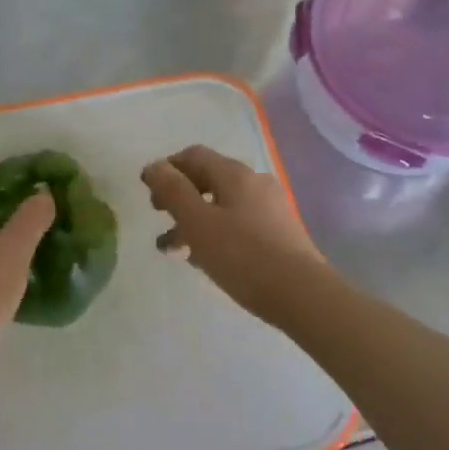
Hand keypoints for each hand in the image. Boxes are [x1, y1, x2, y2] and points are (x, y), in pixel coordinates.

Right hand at [141, 146, 322, 321]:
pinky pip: (238, 224)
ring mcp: (270, 209)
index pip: (194, 156)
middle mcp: (255, 183)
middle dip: (179, 196)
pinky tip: (204, 259)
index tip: (147, 190)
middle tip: (159, 216)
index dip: (167, 168)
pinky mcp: (279, 234)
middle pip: (209, 179)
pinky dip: (215, 233)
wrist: (301, 294)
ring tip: (173, 249)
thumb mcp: (198, 223)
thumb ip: (173, 191)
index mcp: (235, 174)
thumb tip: (154, 166)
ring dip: (194, 220)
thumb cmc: (243, 255)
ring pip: (222, 205)